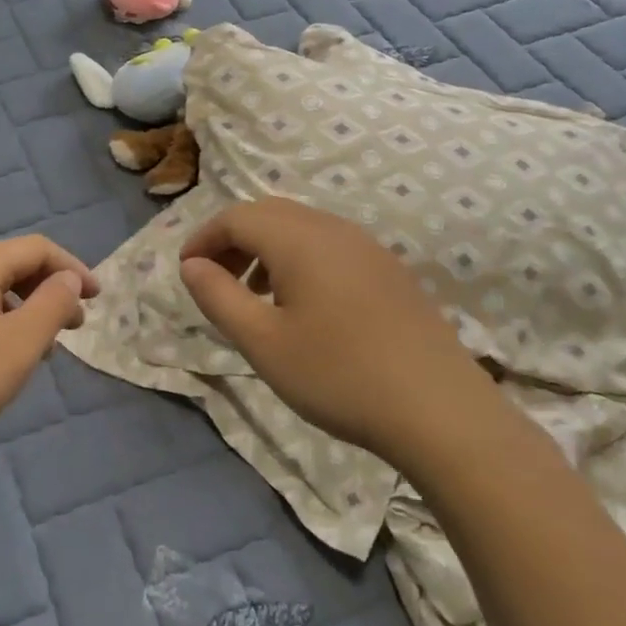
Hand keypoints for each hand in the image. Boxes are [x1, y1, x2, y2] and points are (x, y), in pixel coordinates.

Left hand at [0, 236, 98, 498]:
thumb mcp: (18, 346)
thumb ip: (52, 304)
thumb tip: (69, 277)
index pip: (37, 248)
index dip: (73, 268)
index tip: (99, 299)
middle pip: (13, 264)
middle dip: (50, 290)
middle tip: (75, 327)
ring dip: (25, 308)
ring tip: (43, 347)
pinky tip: (2, 355)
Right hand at [178, 198, 496, 473]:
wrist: (441, 411)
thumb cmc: (339, 375)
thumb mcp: (262, 342)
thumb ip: (218, 296)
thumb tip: (192, 265)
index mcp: (299, 239)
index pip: (235, 217)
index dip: (203, 238)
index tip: (185, 272)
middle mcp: (333, 229)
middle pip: (268, 214)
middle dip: (232, 240)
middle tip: (214, 281)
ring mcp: (367, 247)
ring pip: (300, 228)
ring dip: (264, 249)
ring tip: (254, 296)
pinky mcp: (389, 270)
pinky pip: (328, 245)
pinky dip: (297, 260)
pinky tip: (301, 306)